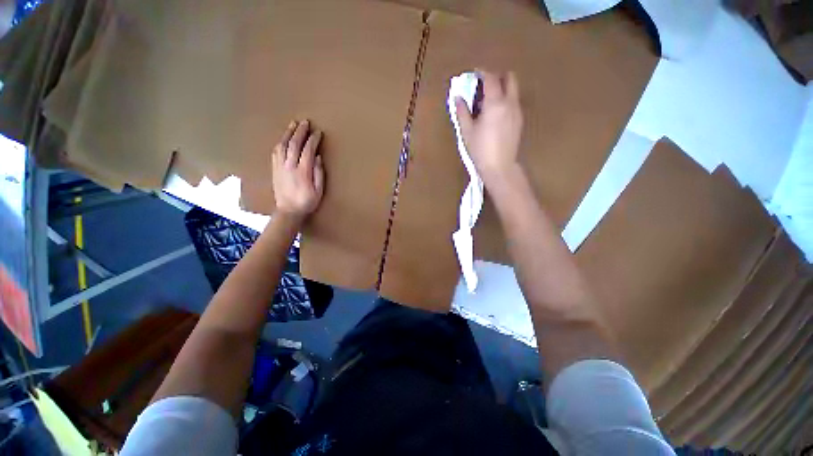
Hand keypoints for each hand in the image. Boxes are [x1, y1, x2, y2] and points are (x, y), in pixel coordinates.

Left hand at [272, 120, 324, 220]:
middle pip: (294, 144)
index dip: (313, 140)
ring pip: (282, 145)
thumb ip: (319, 173)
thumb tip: (318, 157)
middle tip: (305, 122)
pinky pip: (276, 151)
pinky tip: (283, 138)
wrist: (288, 211)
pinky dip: (280, 142)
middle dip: (300, 131)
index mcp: (303, 171)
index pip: (308, 150)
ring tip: (293, 124)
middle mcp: (289, 166)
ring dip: (288, 133)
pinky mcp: (274, 169)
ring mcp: (280, 166)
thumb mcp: (319, 190)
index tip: (318, 132)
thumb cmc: (307, 201)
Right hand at [455, 70, 523, 186]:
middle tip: (484, 86)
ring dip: (502, 88)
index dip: (482, 72)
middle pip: (509, 78)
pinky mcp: (519, 121)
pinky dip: (505, 100)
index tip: (474, 73)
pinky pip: (514, 102)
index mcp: (495, 103)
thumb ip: (462, 112)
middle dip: (497, 76)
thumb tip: (457, 98)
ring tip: (488, 102)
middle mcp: (510, 103)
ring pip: (513, 90)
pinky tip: (495, 115)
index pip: (491, 78)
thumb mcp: (467, 131)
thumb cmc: (480, 149)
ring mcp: (517, 112)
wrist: (500, 166)